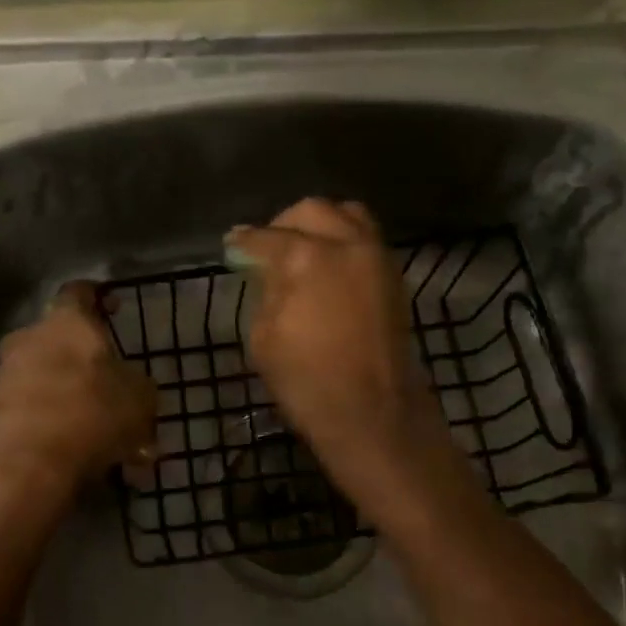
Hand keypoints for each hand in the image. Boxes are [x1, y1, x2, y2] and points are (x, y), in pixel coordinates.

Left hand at [0, 281, 158, 501]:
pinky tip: (84, 464)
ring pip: (48, 383)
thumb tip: (132, 388)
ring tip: (108, 444)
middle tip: (113, 390)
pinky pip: (34, 417)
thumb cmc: (90, 412)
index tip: (112, 307)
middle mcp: (28, 340)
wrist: (22, 466)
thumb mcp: (140, 397)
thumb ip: (137, 386)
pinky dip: (57, 434)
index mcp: (66, 322)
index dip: (98, 297)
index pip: (79, 292)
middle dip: (86, 364)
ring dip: (75, 405)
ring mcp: (4, 379)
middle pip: (60, 342)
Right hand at [226, 200, 472, 522]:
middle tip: (267, 248)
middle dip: (284, 225)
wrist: (374, 414)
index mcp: (308, 256)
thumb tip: (267, 269)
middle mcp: (347, 243)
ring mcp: (376, 256)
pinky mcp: (393, 276)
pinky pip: (365, 239)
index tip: (231, 244)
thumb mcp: (264, 335)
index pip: (266, 237)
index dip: (244, 241)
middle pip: (311, 211)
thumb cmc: (308, 381)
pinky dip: (344, 240)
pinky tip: (328, 266)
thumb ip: (266, 290)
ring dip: (320, 224)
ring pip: (347, 215)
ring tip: (303, 249)